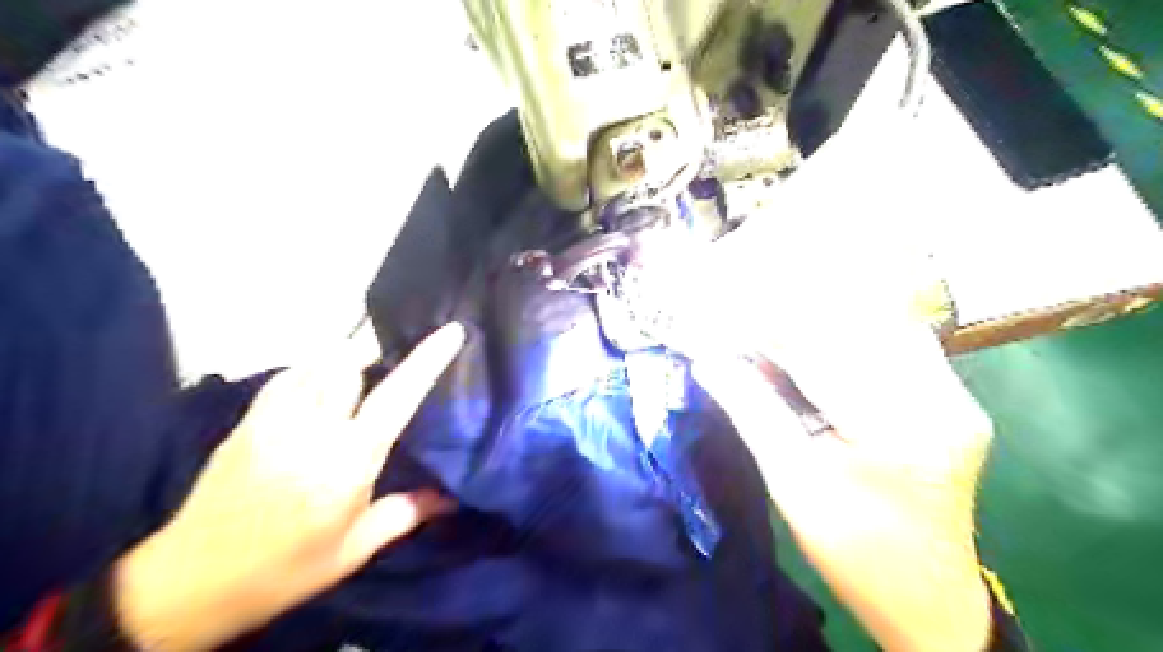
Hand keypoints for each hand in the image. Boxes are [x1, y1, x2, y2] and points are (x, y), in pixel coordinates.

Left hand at [111, 324, 466, 647]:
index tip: (451, 331)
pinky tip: (320, 384)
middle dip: (377, 351)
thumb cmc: (285, 568)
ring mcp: (275, 420)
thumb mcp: (354, 550)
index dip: (426, 361)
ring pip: (318, 363)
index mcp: (348, 461)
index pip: (396, 398)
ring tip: (364, 367)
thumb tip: (452, 498)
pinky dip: (312, 370)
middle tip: (397, 357)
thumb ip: (405, 514)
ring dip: (347, 359)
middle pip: (350, 363)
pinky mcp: (248, 421)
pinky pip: (288, 375)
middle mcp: (313, 429)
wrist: (190, 582)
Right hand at [658, 118, 993, 645]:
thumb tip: (708, 360)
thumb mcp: (792, 484)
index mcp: (897, 429)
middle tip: (741, 294)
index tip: (720, 307)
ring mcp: (954, 394)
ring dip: (819, 312)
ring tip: (769, 311)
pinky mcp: (951, 396)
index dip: (763, 321)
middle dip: (790, 307)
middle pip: (854, 323)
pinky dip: (845, 329)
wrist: (928, 595)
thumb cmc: (854, 550)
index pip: (820, 348)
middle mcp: (940, 399)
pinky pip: (893, 340)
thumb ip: (752, 412)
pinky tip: (811, 333)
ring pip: (878, 322)